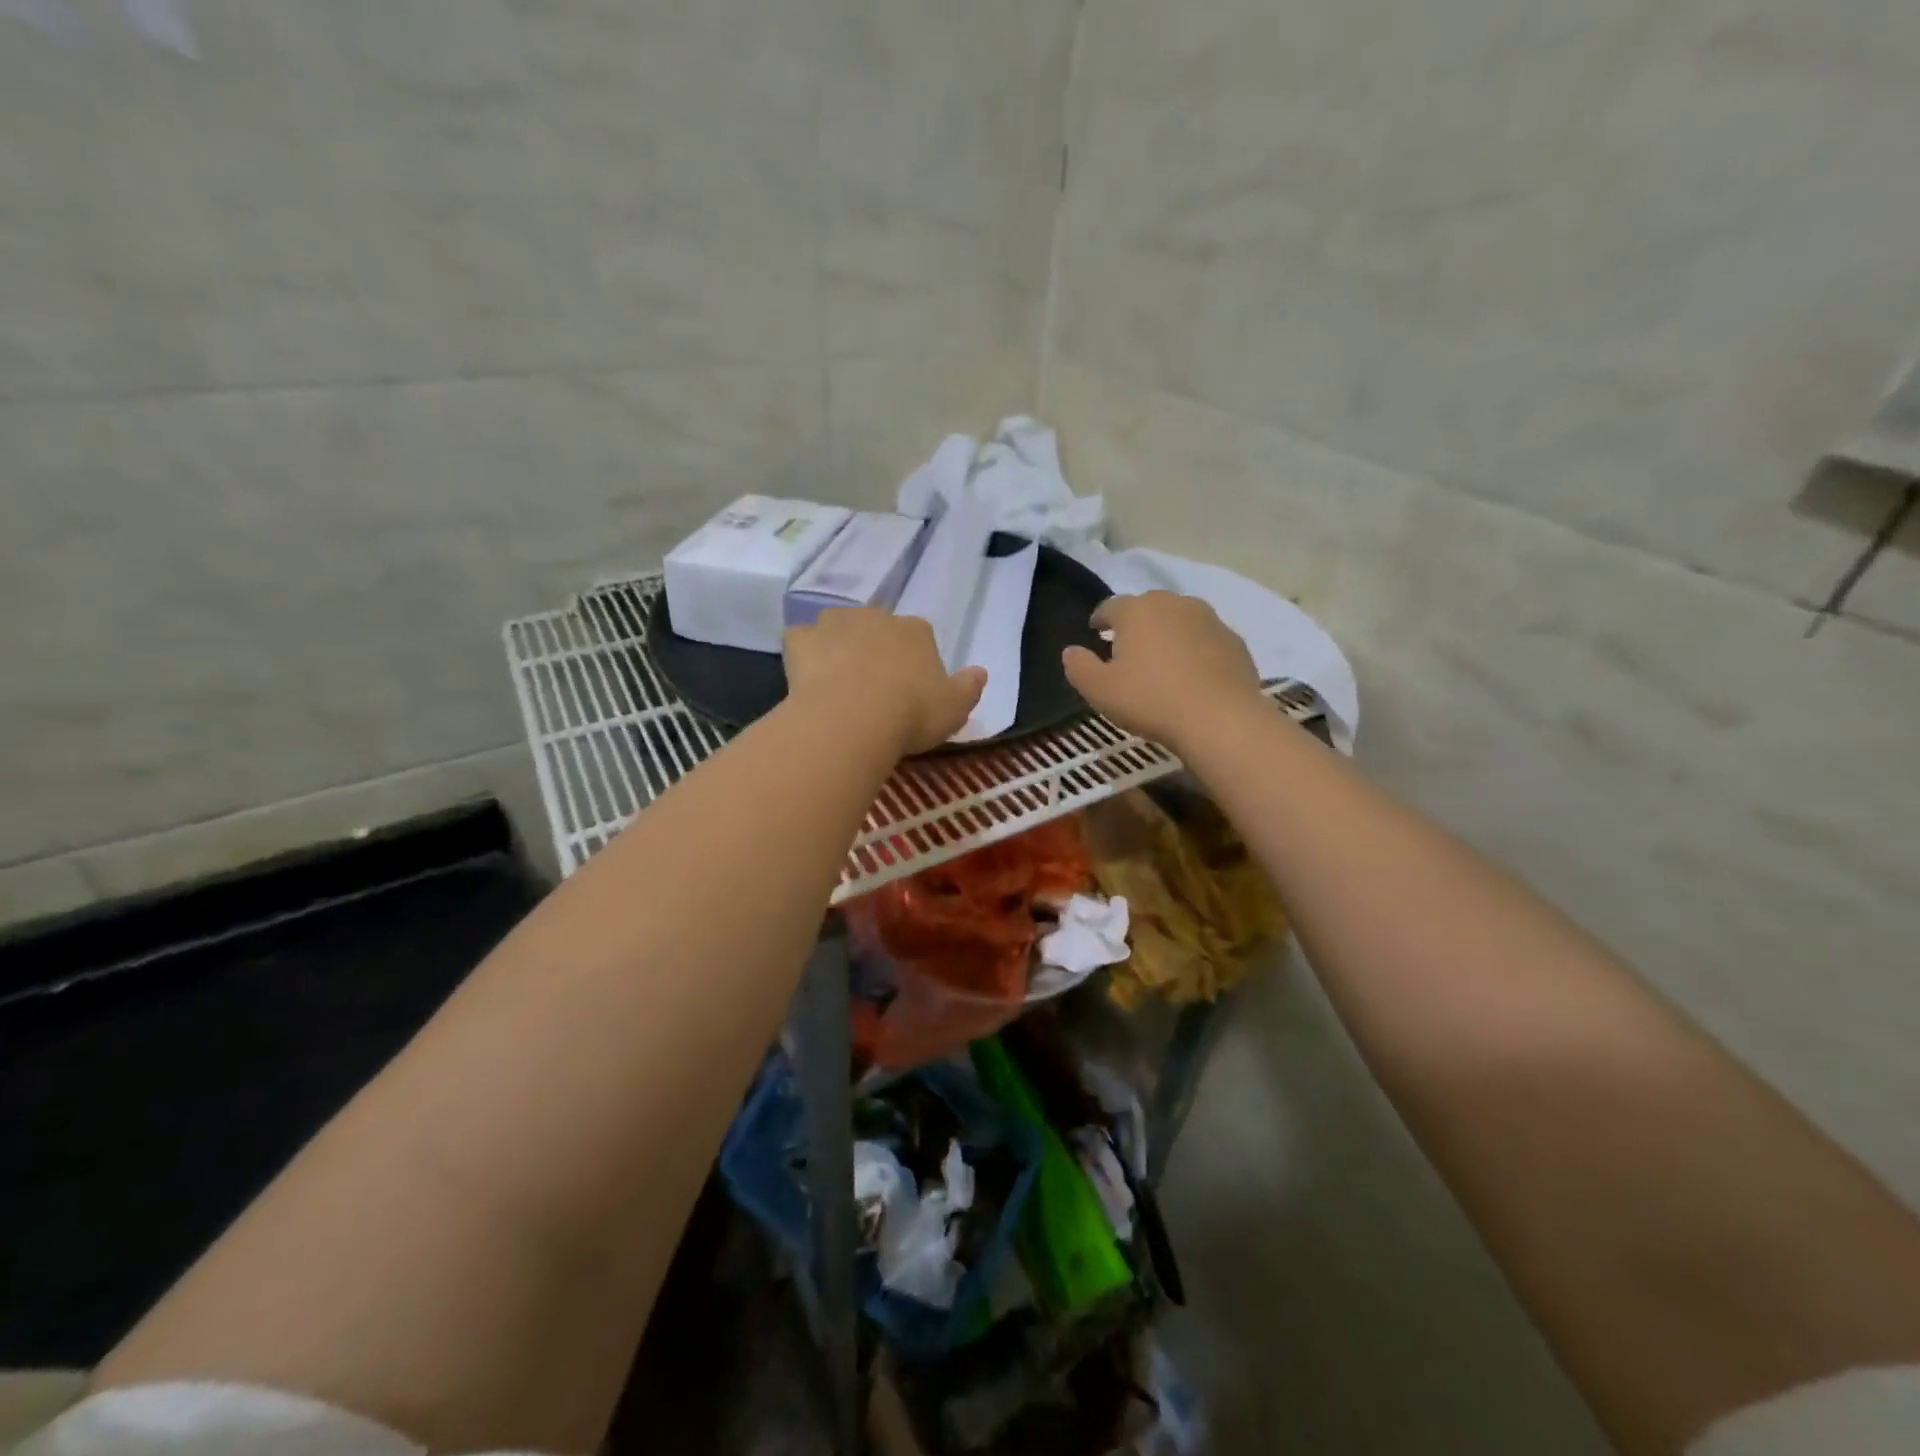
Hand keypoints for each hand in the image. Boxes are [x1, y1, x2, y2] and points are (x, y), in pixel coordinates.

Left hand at [784, 608, 986, 756]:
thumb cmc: (911, 714)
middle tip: (873, 687)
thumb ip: (969, 687)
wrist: (852, 719)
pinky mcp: (801, 639)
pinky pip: (801, 640)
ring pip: (838, 628)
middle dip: (875, 649)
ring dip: (839, 645)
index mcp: (916, 631)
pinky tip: (806, 676)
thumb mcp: (955, 708)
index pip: (920, 637)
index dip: (914, 662)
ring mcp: (835, 624)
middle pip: (877, 628)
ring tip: (838, 681)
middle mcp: (876, 617)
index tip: (910, 690)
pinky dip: (803, 653)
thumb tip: (980, 671)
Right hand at [1062, 591, 1264, 751]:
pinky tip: (1192, 674)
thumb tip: (1070, 651)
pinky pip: (1205, 639)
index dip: (1100, 618)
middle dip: (1135, 623)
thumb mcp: (1099, 690)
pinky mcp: (1234, 640)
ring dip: (1167, 633)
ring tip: (1161, 659)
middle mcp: (1174, 604)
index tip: (1095, 630)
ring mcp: (1209, 619)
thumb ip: (1079, 666)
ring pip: (1180, 620)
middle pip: (1148, 607)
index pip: (1111, 606)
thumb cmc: (1150, 700)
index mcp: (1137, 611)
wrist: (1220, 718)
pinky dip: (1195, 649)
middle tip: (1127, 647)